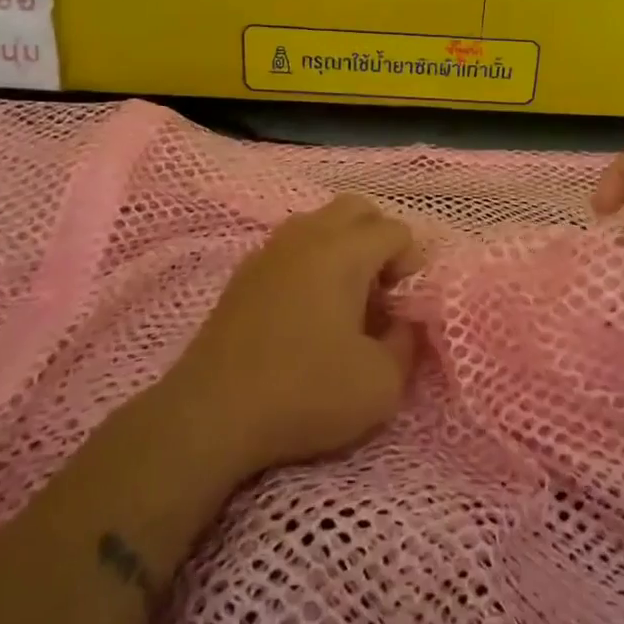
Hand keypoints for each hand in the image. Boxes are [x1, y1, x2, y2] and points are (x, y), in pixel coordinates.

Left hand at [168, 195, 424, 477]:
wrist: (212, 414)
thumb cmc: (305, 393)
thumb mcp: (381, 384)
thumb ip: (406, 343)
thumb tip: (403, 322)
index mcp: (344, 251)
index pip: (395, 230)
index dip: (411, 264)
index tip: (402, 307)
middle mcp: (307, 236)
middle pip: (356, 209)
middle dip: (378, 238)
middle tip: (380, 288)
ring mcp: (269, 251)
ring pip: (319, 223)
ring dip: (342, 247)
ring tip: (345, 298)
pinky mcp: (243, 274)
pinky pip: (290, 246)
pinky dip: (310, 262)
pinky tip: (306, 310)